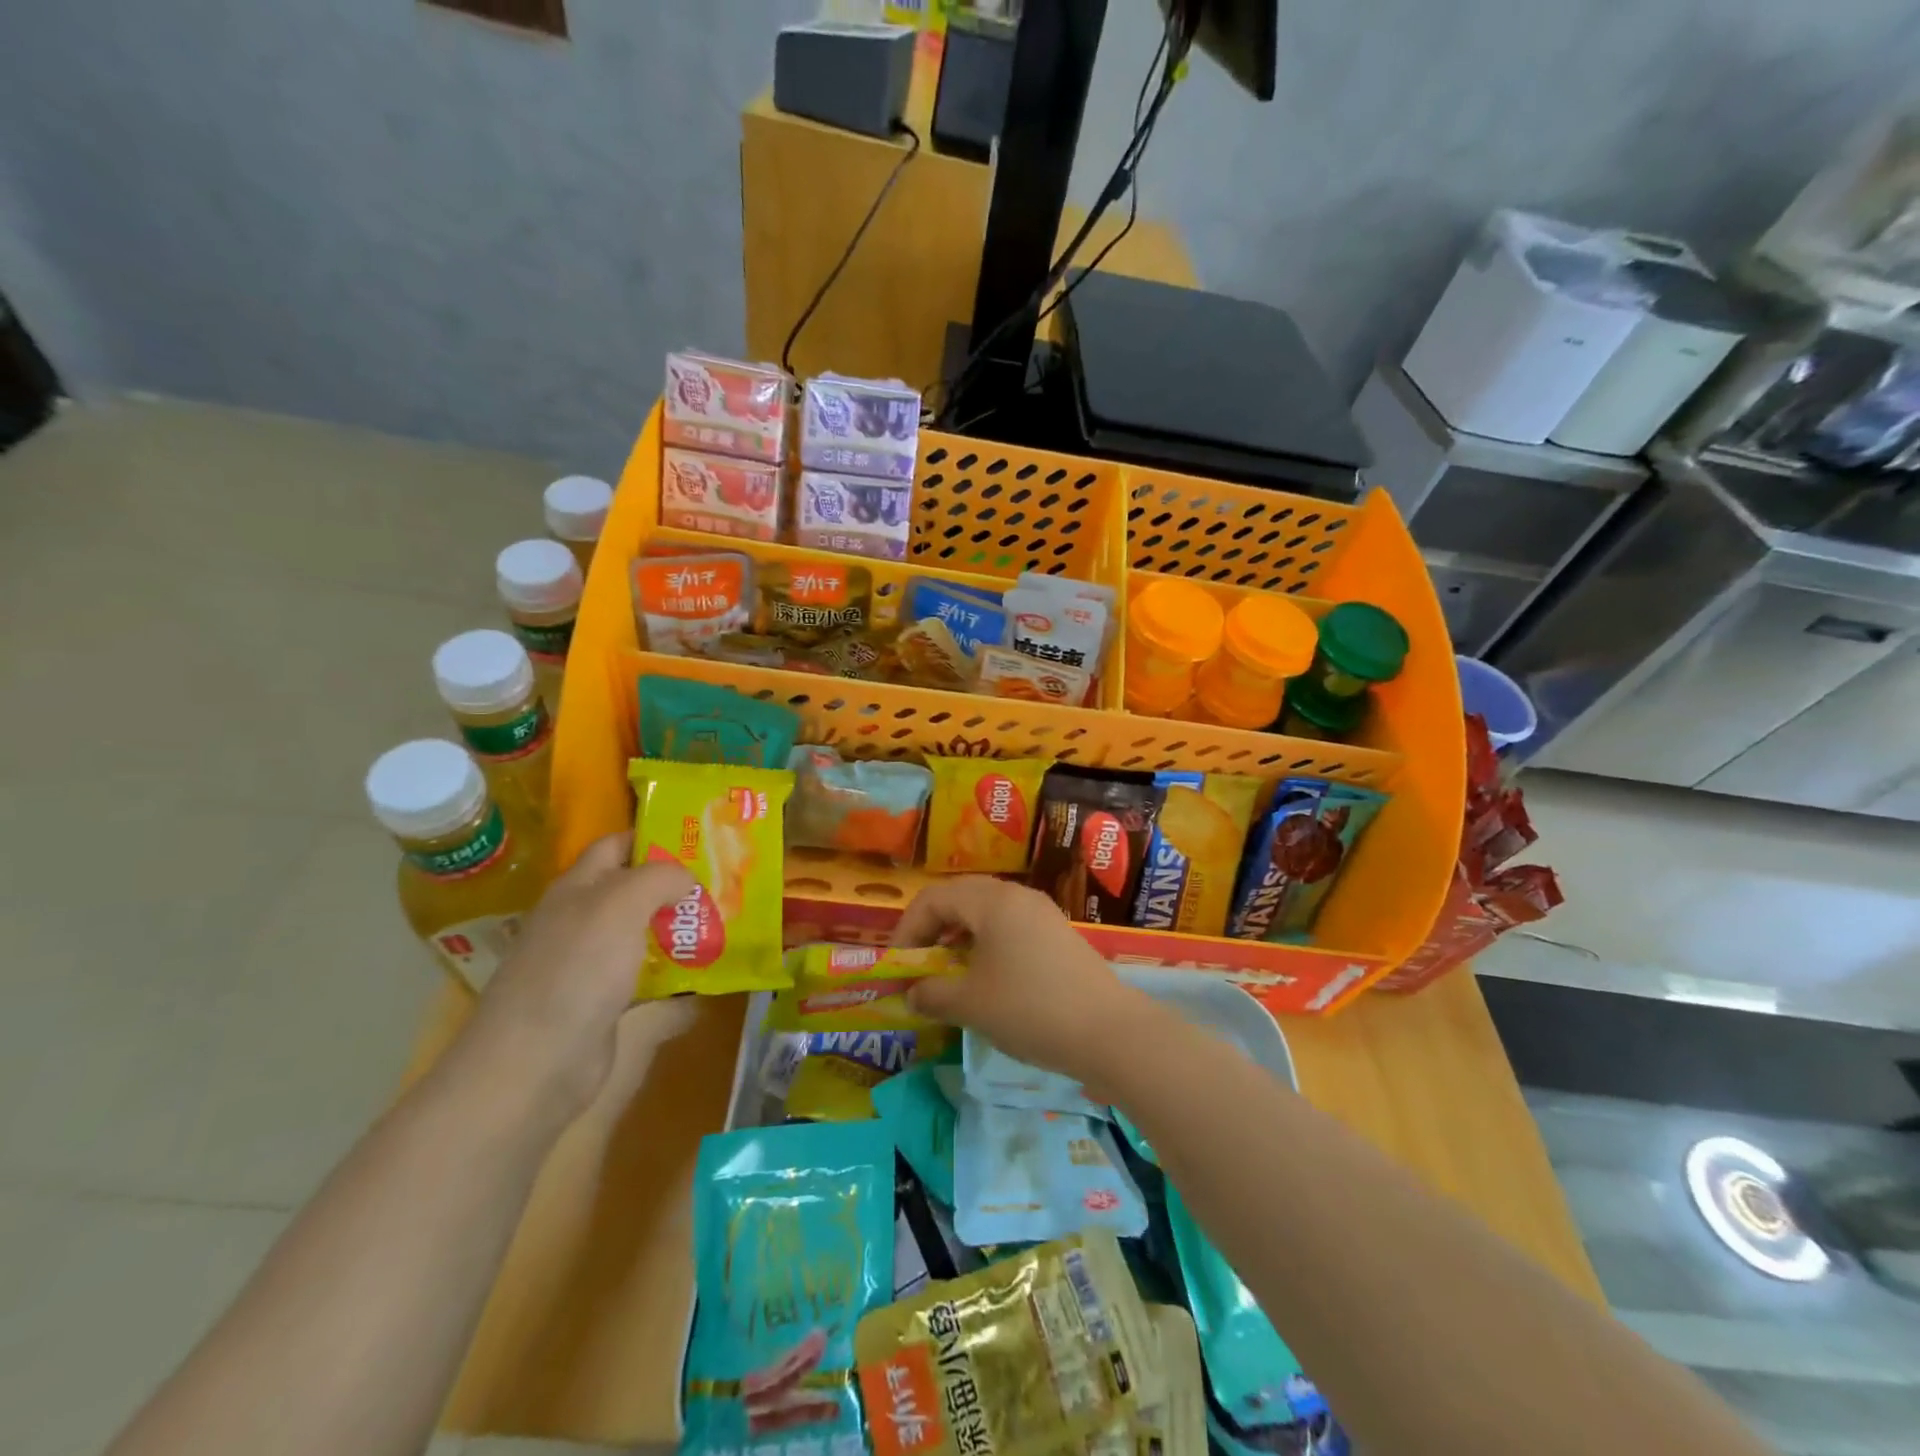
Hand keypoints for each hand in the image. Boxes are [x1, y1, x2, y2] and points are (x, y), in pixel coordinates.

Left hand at [455, 831, 698, 1125]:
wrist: (534, 1064)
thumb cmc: (576, 970)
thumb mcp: (620, 904)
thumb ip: (659, 877)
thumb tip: (687, 878)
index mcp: (577, 888)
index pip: (616, 845)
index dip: (653, 836)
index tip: (700, 838)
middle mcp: (582, 920)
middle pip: (634, 889)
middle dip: (677, 883)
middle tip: (724, 881)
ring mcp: (592, 964)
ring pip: (644, 933)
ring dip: (681, 928)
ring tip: (726, 922)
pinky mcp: (605, 1003)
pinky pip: (648, 976)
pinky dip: (677, 972)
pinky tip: (708, 972)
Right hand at [893, 877, 1161, 1085]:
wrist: (1109, 1031)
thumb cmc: (1029, 1009)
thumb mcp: (970, 1004)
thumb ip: (932, 994)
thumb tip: (912, 994)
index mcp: (992, 900)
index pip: (933, 898)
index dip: (907, 929)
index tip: (897, 966)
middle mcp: (1017, 896)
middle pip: (960, 898)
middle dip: (932, 929)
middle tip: (918, 964)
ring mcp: (1042, 913)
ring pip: (986, 914)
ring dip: (959, 938)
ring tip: (948, 973)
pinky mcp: (1058, 935)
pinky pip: (1010, 928)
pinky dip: (986, 946)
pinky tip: (986, 979)